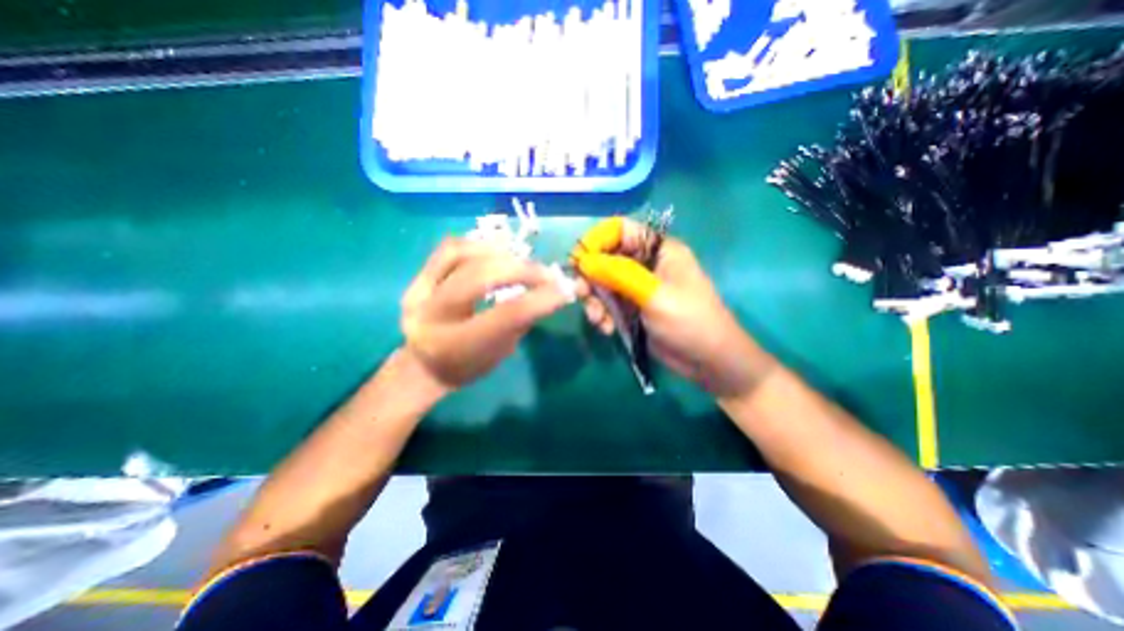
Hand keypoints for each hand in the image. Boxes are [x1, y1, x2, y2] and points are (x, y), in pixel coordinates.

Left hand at [402, 235, 572, 387]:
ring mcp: (418, 292)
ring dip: (499, 253)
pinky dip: (478, 245)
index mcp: (456, 346)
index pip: (506, 315)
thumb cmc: (466, 367)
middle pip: (481, 276)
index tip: (564, 289)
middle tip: (547, 273)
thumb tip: (549, 290)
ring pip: (460, 254)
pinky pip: (448, 249)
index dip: (540, 298)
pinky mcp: (415, 278)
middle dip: (522, 270)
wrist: (421, 367)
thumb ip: (521, 321)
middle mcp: (432, 315)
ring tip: (522, 260)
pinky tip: (497, 252)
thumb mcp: (499, 354)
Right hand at [572, 218, 773, 399]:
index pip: (620, 230)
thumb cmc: (689, 321)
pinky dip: (602, 314)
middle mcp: (646, 263)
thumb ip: (618, 274)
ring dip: (594, 300)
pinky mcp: (632, 308)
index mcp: (658, 249)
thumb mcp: (654, 295)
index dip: (596, 241)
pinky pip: (608, 304)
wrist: (708, 361)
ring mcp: (637, 287)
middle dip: (591, 277)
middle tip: (580, 295)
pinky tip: (606, 329)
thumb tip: (584, 261)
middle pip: (606, 257)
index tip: (579, 262)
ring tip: (598, 320)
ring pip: (603, 283)